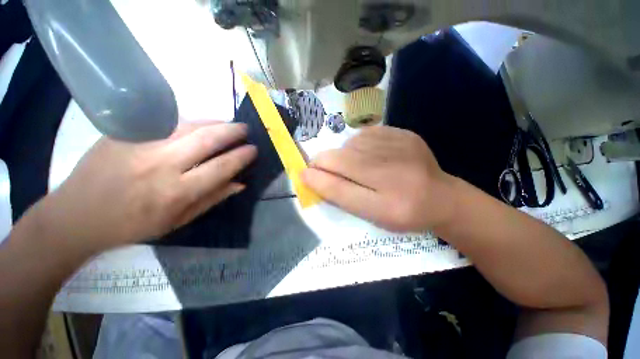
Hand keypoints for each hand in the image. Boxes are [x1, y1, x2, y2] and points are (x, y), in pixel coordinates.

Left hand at [36, 121, 255, 251]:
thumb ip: (213, 198)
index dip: (242, 156)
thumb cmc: (133, 225)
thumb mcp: (179, 220)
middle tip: (246, 129)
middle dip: (232, 132)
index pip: (221, 167)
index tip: (253, 149)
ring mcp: (141, 145)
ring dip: (215, 122)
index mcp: (176, 192)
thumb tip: (241, 183)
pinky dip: (191, 122)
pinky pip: (167, 123)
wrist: (78, 214)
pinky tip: (201, 124)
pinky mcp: (125, 133)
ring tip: (228, 124)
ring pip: (188, 125)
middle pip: (207, 139)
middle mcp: (162, 165)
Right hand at [301, 126, 456, 232]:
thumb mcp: (370, 214)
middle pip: (340, 156)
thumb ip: (339, 194)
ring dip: (344, 156)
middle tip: (331, 172)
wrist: (442, 198)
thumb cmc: (403, 213)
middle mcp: (393, 166)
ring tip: (355, 168)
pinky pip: (366, 134)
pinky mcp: (404, 133)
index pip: (337, 181)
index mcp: (387, 196)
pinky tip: (369, 156)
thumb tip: (309, 175)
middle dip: (327, 164)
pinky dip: (359, 146)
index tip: (307, 175)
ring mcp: (400, 144)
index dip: (316, 175)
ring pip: (350, 144)